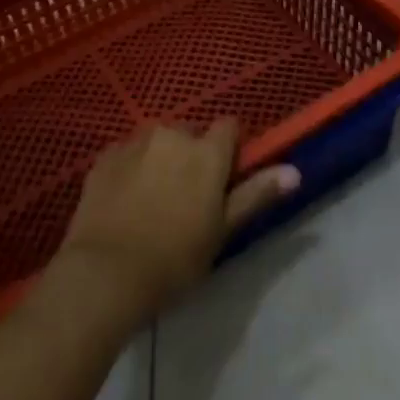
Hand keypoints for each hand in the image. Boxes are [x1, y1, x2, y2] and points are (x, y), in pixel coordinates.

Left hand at [56, 119, 300, 324]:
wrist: (105, 274)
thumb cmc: (175, 258)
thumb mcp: (222, 230)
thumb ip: (256, 194)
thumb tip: (295, 171)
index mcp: (207, 151)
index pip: (230, 126)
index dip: (230, 149)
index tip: (225, 178)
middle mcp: (173, 134)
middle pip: (191, 133)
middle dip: (193, 154)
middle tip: (188, 196)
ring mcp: (135, 142)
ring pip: (158, 141)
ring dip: (161, 158)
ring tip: (154, 199)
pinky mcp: (104, 157)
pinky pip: (127, 153)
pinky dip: (131, 167)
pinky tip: (125, 200)